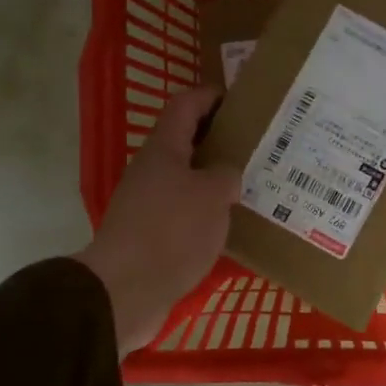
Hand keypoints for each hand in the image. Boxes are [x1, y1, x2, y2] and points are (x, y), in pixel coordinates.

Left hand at [76, 87, 239, 355]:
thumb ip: (226, 176)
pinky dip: (209, 212)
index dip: (210, 96)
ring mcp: (150, 205)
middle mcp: (153, 172)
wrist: (126, 290)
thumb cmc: (171, 231)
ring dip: (217, 179)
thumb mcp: (211, 196)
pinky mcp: (153, 236)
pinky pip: (187, 213)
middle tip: (258, 145)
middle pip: (187, 143)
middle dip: (220, 140)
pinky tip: (235, 225)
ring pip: (189, 180)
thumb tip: (227, 176)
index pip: (185, 106)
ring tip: (254, 185)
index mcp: (163, 150)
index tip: (240, 99)